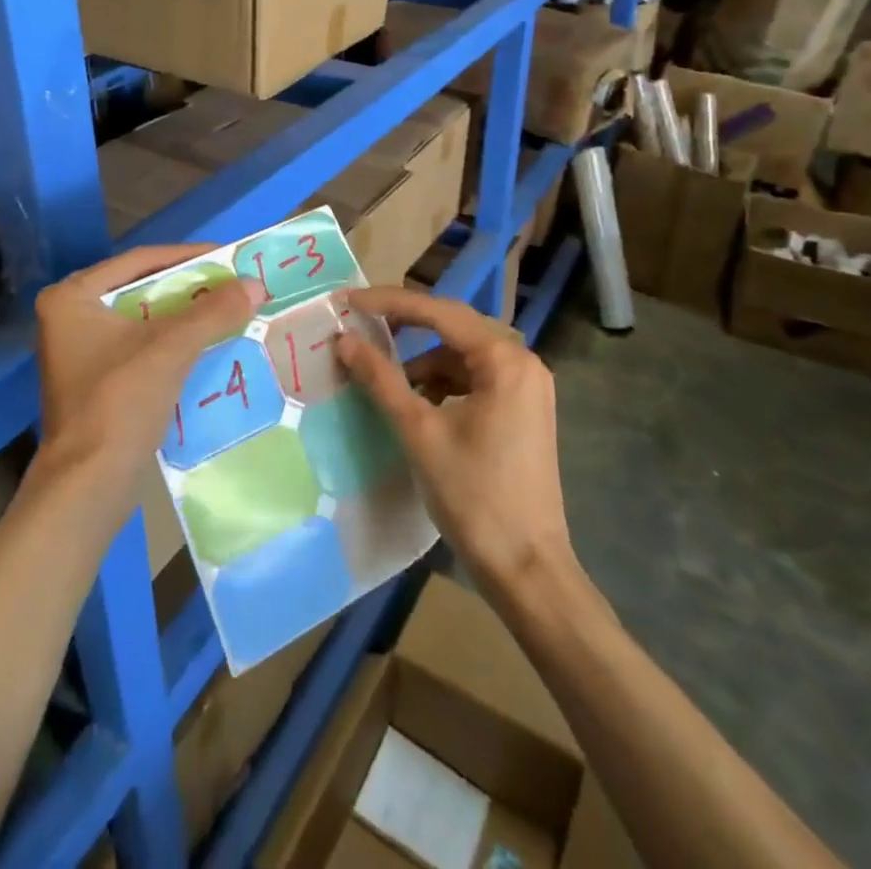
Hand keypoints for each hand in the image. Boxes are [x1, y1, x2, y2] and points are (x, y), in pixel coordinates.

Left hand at [33, 245, 259, 486]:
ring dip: (183, 315)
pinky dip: (171, 342)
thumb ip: (212, 312)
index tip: (228, 256)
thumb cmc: (119, 403)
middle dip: (187, 287)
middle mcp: (68, 315)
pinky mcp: (94, 379)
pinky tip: (205, 343)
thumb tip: (255, 284)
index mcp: (72, 297)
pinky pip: (139, 345)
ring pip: (142, 319)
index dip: (187, 256)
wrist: (88, 486)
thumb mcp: (170, 350)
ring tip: (225, 309)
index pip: (139, 261)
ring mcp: (79, 350)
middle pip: (141, 289)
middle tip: (230, 283)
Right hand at [336, 287, 575, 591]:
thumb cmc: (474, 496)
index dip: (390, 303)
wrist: (526, 569)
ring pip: (462, 355)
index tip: (348, 302)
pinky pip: (475, 378)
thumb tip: (343, 341)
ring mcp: (527, 387)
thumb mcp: (419, 432)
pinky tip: (417, 402)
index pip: (439, 312)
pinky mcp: (522, 410)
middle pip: (453, 327)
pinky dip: (442, 383)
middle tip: (360, 324)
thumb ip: (381, 378)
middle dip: (405, 325)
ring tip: (384, 376)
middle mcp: (523, 363)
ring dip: (423, 360)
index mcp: (505, 360)